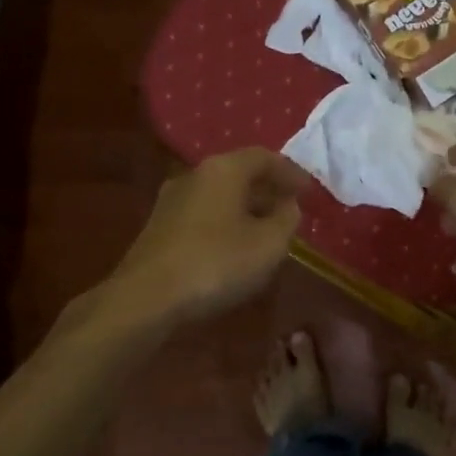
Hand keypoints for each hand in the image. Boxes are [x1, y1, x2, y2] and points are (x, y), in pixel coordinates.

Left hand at [108, 149, 312, 328]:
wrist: (146, 298)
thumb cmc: (216, 263)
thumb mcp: (269, 244)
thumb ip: (286, 219)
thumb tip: (288, 205)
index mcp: (224, 169)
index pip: (264, 157)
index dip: (290, 172)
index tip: (309, 190)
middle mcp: (195, 175)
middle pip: (239, 173)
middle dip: (267, 188)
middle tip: (290, 207)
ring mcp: (172, 200)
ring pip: (219, 194)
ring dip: (246, 207)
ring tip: (266, 229)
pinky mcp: (159, 227)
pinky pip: (203, 213)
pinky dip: (225, 221)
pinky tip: (235, 246)